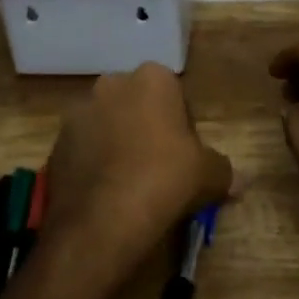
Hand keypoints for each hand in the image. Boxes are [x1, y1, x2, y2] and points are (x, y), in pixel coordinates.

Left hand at [40, 63, 233, 284]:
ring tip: (130, 185)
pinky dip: (95, 164)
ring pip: (108, 125)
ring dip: (118, 145)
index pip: (175, 96)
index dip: (183, 127)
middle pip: (138, 105)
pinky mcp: (56, 142)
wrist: (102, 220)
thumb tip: (242, 180)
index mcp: (153, 78)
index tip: (186, 157)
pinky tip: (106, 194)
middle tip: (160, 169)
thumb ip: (225, 170)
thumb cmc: (165, 180)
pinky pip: (84, 149)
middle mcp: (112, 83)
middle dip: (147, 129)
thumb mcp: (209, 175)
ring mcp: (78, 112)